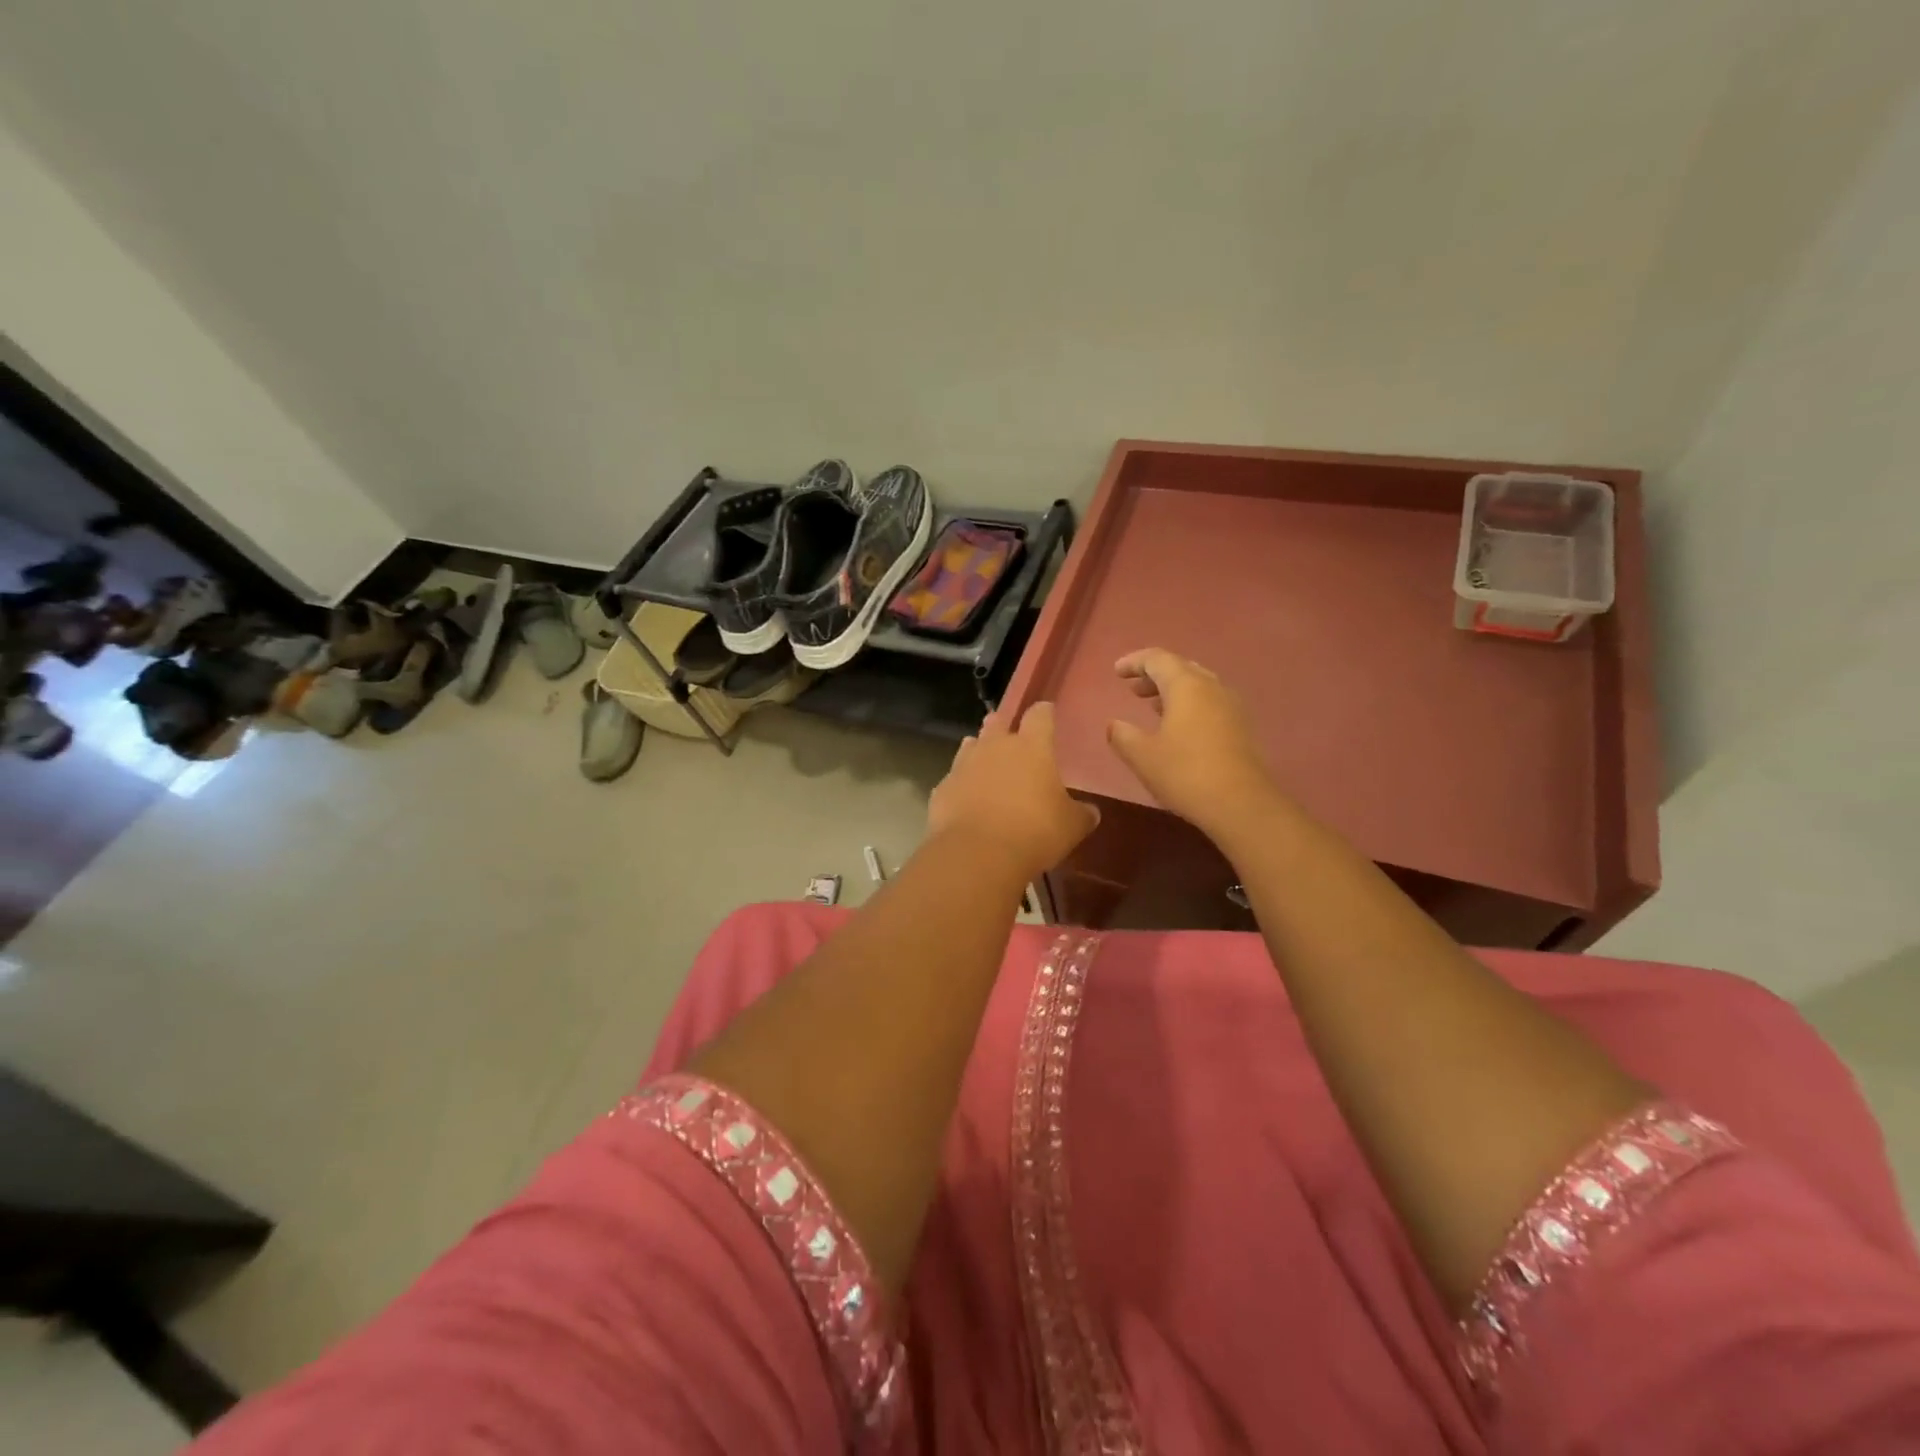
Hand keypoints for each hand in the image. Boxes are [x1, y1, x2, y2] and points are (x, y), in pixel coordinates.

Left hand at [928, 703, 1098, 880]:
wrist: (977, 854)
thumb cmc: (1034, 831)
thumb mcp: (1071, 826)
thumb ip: (1081, 814)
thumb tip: (1090, 811)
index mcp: (1031, 747)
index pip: (1039, 715)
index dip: (1044, 712)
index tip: (1047, 712)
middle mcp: (995, 747)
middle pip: (997, 723)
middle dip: (1003, 725)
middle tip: (1010, 734)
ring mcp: (964, 766)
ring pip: (971, 746)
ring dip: (979, 751)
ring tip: (986, 762)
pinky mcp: (942, 789)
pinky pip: (954, 779)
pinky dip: (962, 785)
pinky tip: (967, 800)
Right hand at [1106, 648, 1280, 838]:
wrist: (1241, 804)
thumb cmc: (1185, 773)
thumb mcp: (1142, 756)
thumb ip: (1122, 735)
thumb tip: (1114, 724)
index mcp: (1186, 686)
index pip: (1157, 659)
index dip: (1135, 662)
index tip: (1117, 671)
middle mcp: (1212, 687)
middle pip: (1181, 668)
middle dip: (1155, 675)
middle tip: (1134, 688)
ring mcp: (1231, 706)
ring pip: (1198, 686)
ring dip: (1173, 690)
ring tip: (1153, 706)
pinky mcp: (1241, 727)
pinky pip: (1210, 703)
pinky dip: (1189, 705)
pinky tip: (1179, 727)